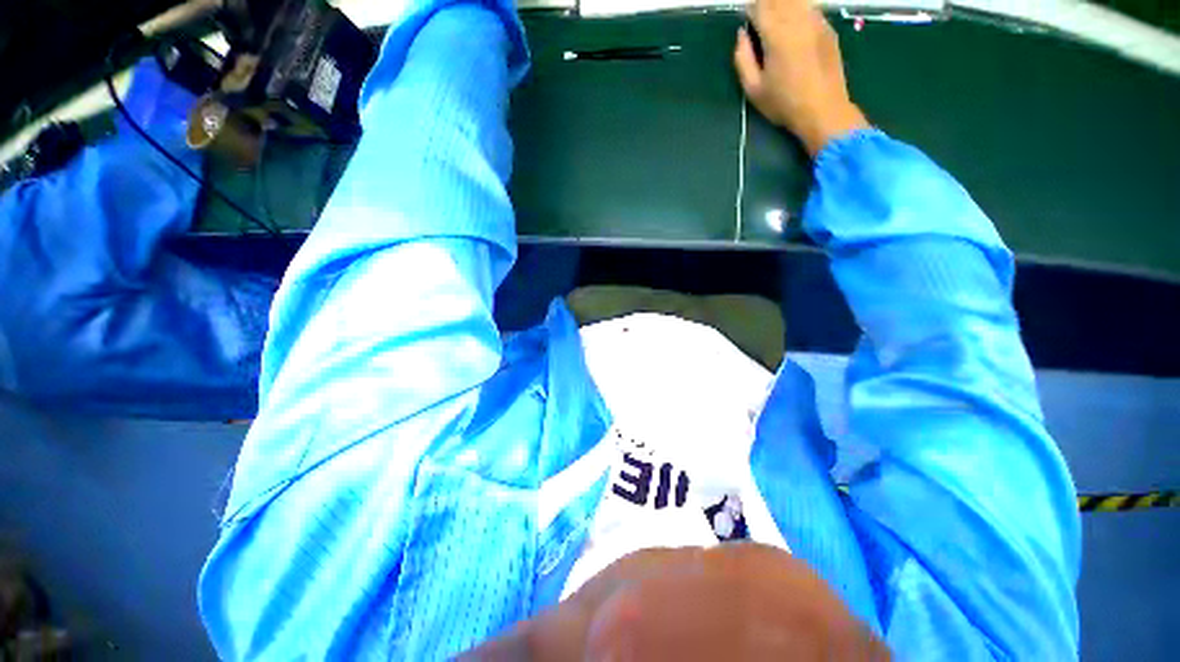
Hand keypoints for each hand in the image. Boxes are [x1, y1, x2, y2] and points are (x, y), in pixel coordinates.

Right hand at [734, 0, 869, 156]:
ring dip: (783, 5)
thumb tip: (742, 35)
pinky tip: (794, 24)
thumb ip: (743, 59)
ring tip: (775, 15)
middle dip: (767, 4)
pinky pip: (810, 8)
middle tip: (760, 16)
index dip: (751, 9)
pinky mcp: (828, 28)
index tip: (747, 17)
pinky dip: (799, 10)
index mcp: (776, 35)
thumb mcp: (753, 89)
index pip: (760, 7)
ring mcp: (816, 21)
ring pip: (797, 1)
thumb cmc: (783, 104)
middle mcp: (797, 20)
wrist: (823, 109)